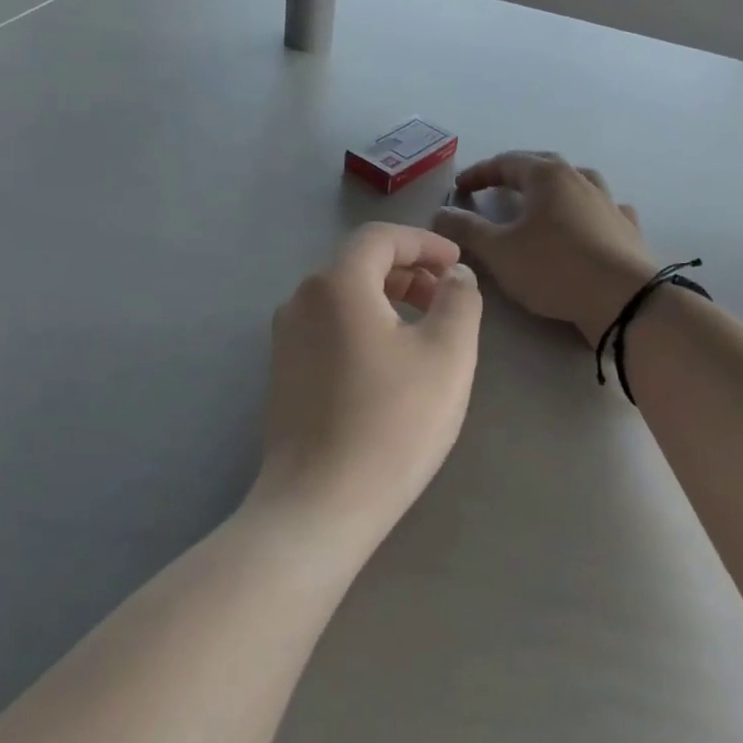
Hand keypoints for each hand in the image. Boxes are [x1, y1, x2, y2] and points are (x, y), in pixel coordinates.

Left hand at [252, 224, 482, 540]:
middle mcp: (302, 300)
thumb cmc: (392, 422)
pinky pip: (328, 327)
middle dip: (408, 271)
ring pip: (343, 296)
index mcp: (337, 284)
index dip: (424, 243)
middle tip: (446, 297)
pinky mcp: (283, 373)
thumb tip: (455, 275)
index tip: (458, 265)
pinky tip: (388, 363)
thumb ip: (459, 300)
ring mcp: (285, 338)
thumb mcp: (447, 355)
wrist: (319, 505)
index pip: (381, 238)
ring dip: (387, 298)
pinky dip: (363, 324)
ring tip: (424, 329)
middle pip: (359, 264)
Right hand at [433, 152, 657, 343]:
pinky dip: (589, 210)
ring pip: (577, 182)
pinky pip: (604, 209)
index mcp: (547, 176)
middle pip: (542, 166)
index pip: (506, 162)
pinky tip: (588, 222)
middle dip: (515, 175)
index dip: (479, 173)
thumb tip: (440, 212)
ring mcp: (609, 202)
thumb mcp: (499, 252)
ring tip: (541, 200)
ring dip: (554, 187)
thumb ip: (467, 229)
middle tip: (495, 188)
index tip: (460, 188)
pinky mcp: (628, 228)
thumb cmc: (554, 268)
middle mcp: (580, 179)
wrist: (624, 300)